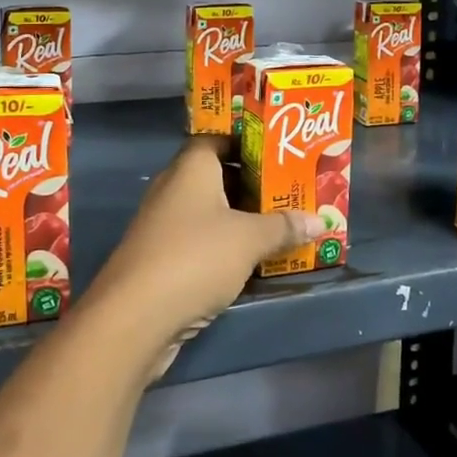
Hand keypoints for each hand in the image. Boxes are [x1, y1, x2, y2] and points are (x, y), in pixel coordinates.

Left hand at [91, 139, 324, 372]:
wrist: (135, 316)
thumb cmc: (196, 257)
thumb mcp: (249, 239)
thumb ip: (284, 227)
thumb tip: (321, 220)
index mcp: (191, 168)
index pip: (218, 140)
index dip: (247, 144)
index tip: (280, 154)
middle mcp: (174, 188)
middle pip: (217, 176)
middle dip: (253, 185)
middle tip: (290, 192)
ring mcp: (164, 225)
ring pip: (210, 212)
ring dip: (241, 219)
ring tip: (282, 225)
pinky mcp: (162, 258)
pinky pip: (201, 241)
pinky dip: (225, 246)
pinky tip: (253, 260)